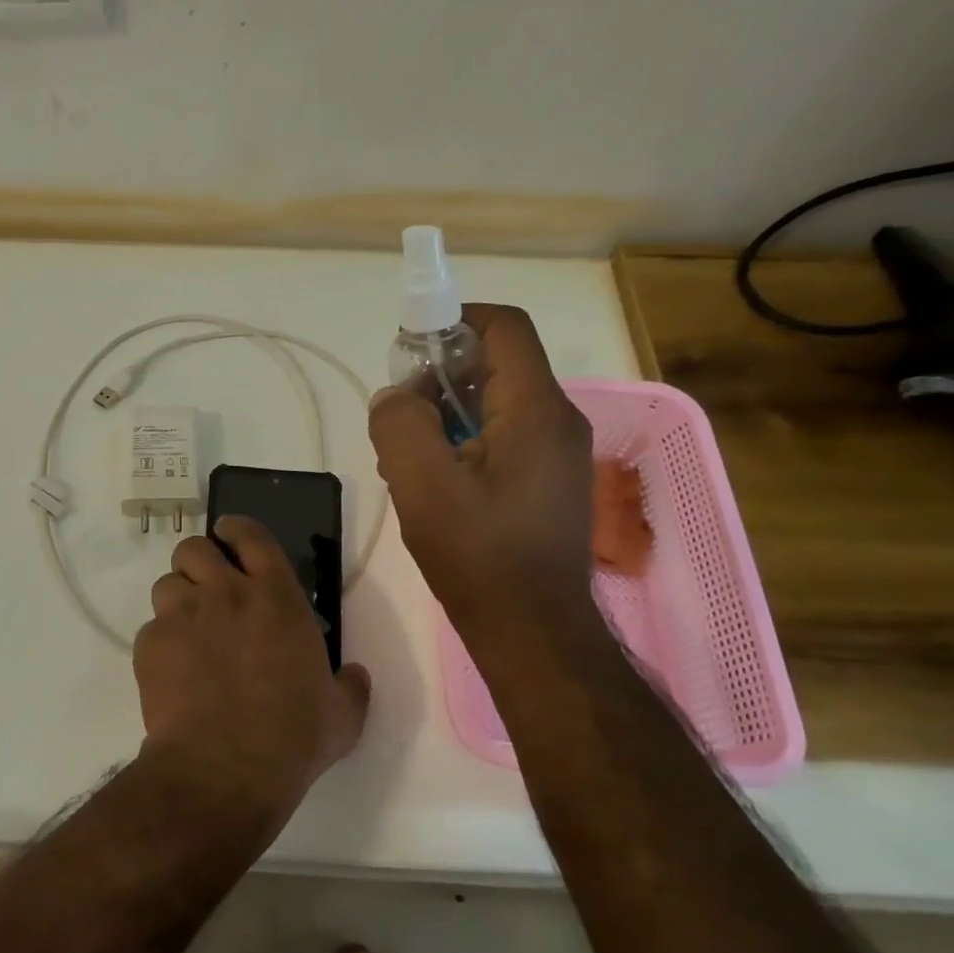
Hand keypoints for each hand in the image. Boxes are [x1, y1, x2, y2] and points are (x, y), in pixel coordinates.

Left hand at [134, 516, 370, 809]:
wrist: (225, 768)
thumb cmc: (293, 736)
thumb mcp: (342, 714)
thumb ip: (350, 686)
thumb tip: (355, 675)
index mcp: (275, 597)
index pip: (251, 535)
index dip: (236, 528)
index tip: (229, 533)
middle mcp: (225, 593)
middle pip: (195, 548)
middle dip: (198, 561)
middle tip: (207, 587)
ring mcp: (182, 616)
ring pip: (166, 583)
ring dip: (177, 599)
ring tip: (187, 629)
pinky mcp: (151, 644)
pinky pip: (150, 628)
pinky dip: (161, 642)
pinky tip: (173, 671)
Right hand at [369, 304, 598, 640]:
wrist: (532, 632)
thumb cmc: (479, 554)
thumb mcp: (421, 483)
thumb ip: (399, 423)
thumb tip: (396, 398)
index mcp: (536, 410)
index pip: (503, 328)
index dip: (454, 320)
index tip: (409, 347)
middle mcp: (557, 422)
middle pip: (497, 364)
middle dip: (440, 375)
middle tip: (400, 414)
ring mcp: (556, 455)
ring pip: (495, 404)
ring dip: (446, 413)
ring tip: (408, 455)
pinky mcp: (546, 483)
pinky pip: (501, 438)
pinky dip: (463, 441)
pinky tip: (434, 482)